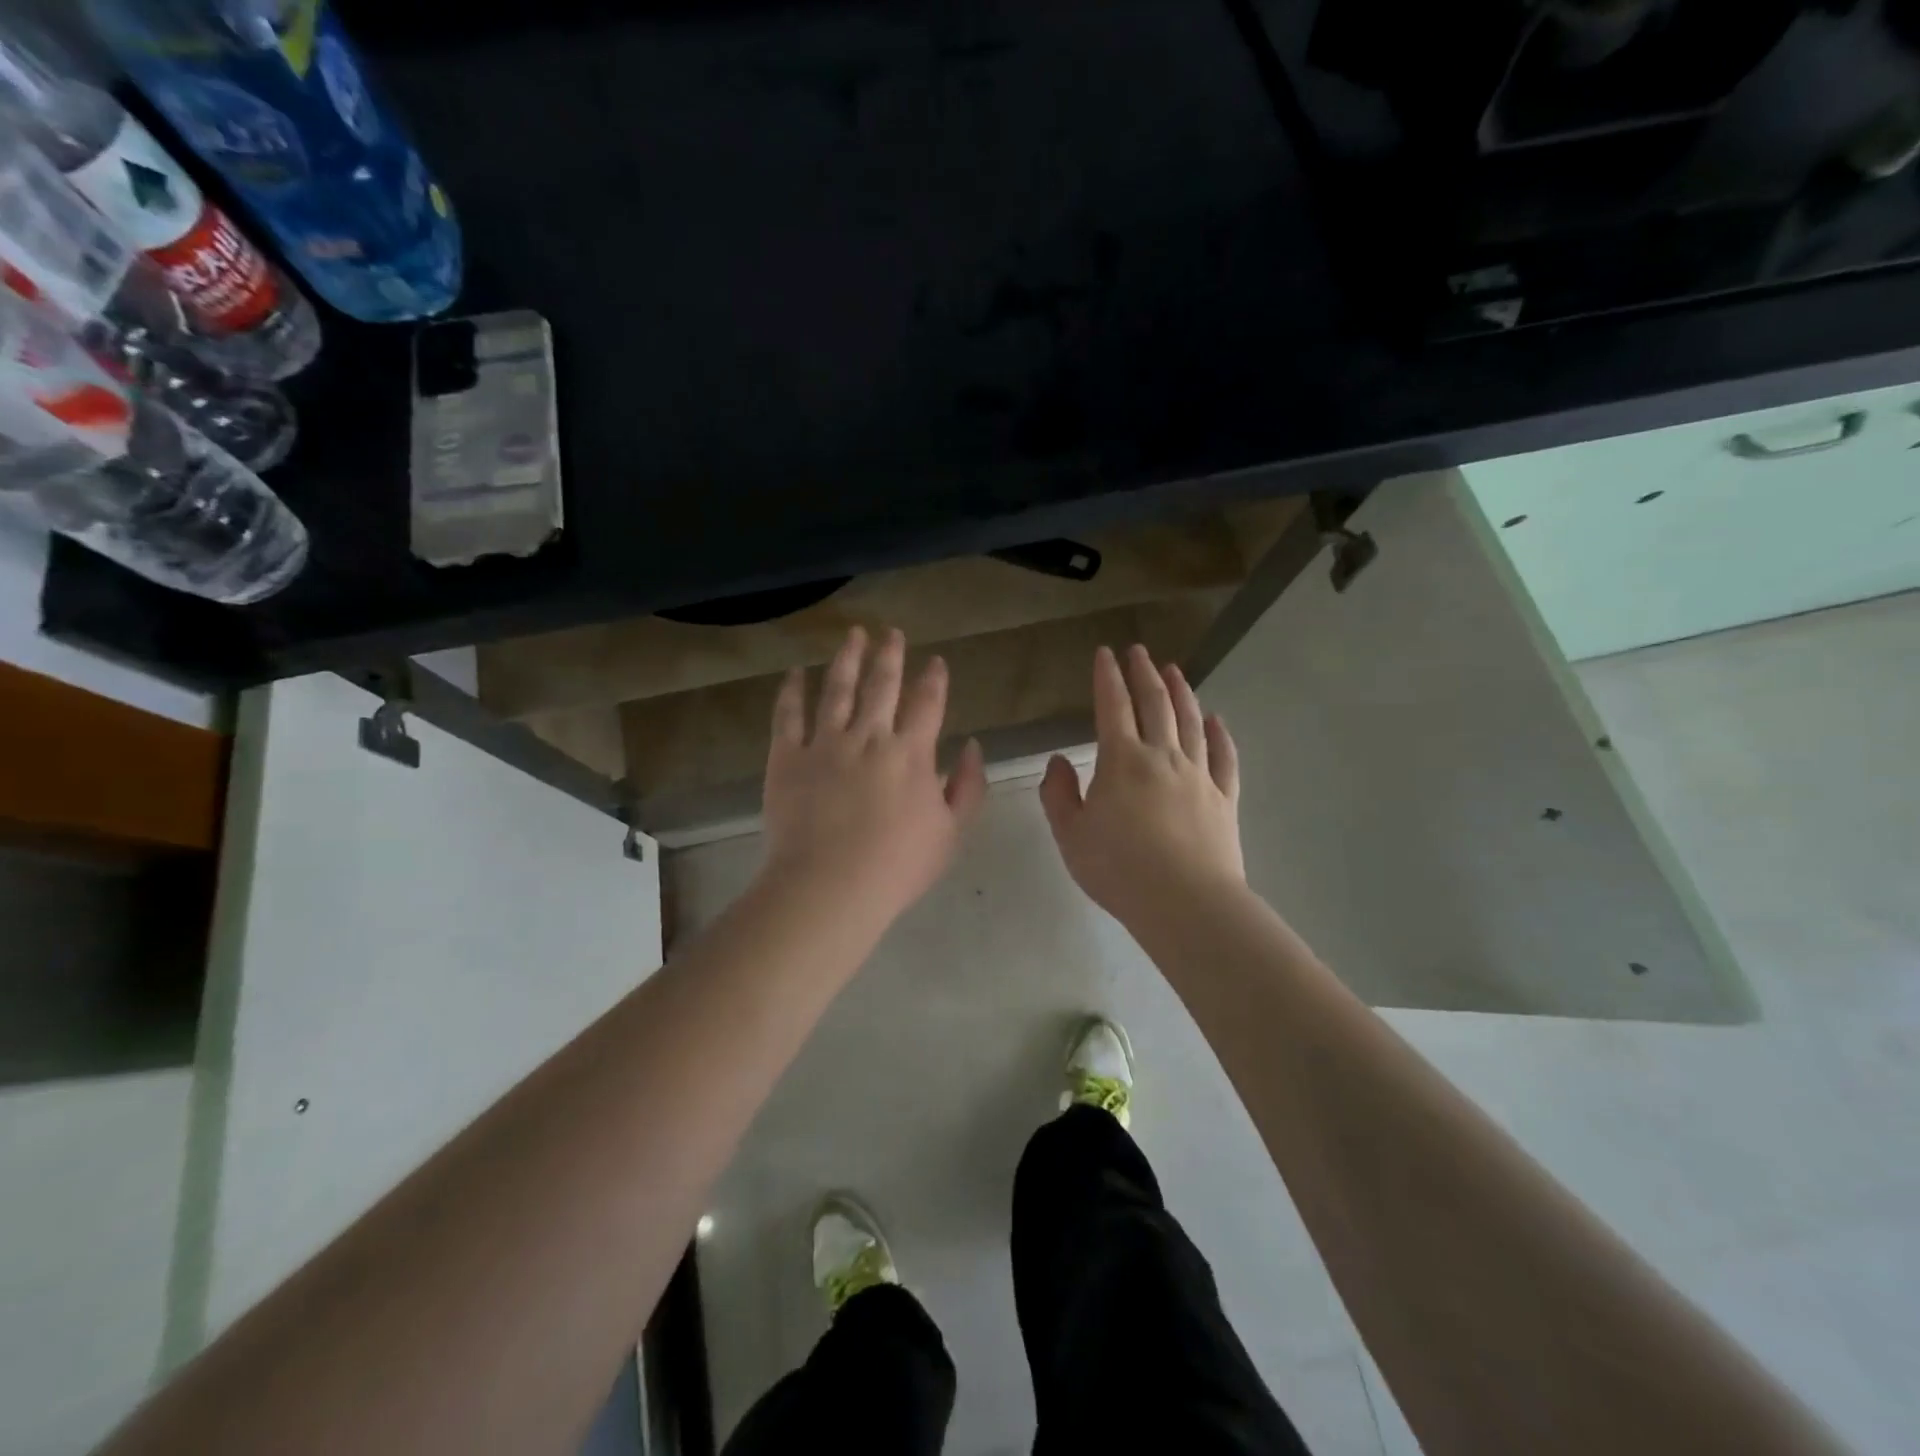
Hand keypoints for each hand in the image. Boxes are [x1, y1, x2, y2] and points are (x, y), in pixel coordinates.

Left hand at [762, 626, 986, 926]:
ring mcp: (825, 743)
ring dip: (846, 658)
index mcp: (911, 753)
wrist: (830, 885)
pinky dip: (792, 691)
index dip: (933, 679)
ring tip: (852, 635)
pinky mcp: (787, 757)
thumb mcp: (951, 832)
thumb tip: (972, 745)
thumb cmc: (897, 866)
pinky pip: (788, 715)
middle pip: (882, 684)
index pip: (927, 704)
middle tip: (890, 631)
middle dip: (889, 654)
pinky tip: (796, 672)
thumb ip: (967, 786)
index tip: (935, 660)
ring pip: (837, 688)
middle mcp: (869, 736)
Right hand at [1040, 644, 1243, 925]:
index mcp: (1122, 760)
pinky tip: (1217, 720)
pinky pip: (1224, 757)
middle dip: (1144, 673)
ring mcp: (1199, 775)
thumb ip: (1058, 794)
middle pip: (1155, 703)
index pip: (1113, 706)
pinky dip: (1220, 734)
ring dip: (1181, 692)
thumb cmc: (1118, 869)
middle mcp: (1163, 756)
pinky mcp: (1224, 798)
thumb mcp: (1070, 835)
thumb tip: (1058, 761)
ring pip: (1191, 721)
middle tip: (1139, 651)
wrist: (1185, 902)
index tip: (1106, 653)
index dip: (1108, 677)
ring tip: (1174, 671)